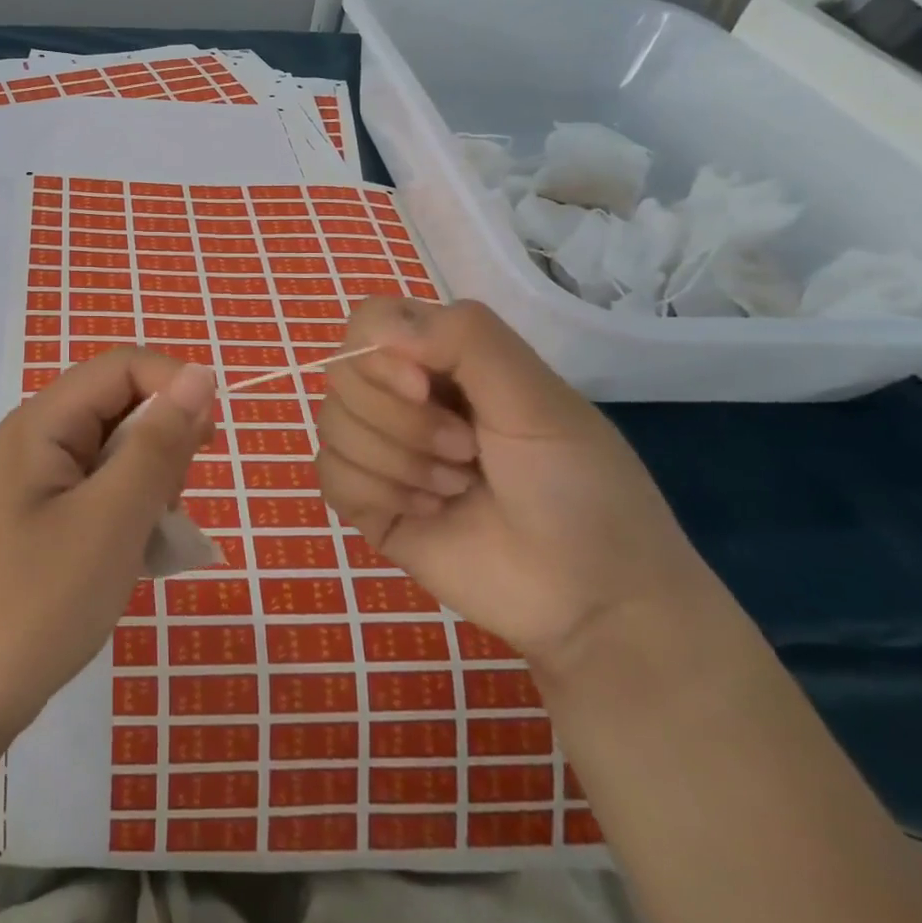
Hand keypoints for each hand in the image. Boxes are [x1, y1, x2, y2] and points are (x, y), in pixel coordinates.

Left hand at [0, 348, 215, 749]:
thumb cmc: (34, 606)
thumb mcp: (111, 520)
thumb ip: (159, 444)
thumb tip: (200, 374)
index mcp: (42, 423)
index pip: (122, 367)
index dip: (174, 386)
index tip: (210, 442)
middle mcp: (34, 441)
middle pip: (118, 407)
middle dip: (162, 444)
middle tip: (173, 503)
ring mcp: (32, 484)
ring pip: (113, 454)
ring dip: (148, 485)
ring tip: (150, 541)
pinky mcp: (37, 523)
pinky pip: (97, 494)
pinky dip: (127, 515)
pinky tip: (133, 559)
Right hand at [316, 298, 711, 669]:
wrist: (592, 599)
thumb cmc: (579, 487)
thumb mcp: (538, 399)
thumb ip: (468, 339)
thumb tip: (380, 329)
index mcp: (442, 358)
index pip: (369, 323)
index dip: (380, 354)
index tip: (425, 389)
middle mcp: (403, 396)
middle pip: (342, 375)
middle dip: (401, 420)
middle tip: (466, 451)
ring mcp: (381, 449)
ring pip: (331, 425)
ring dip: (398, 461)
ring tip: (457, 488)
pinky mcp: (367, 501)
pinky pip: (329, 474)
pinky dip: (378, 492)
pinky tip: (428, 513)